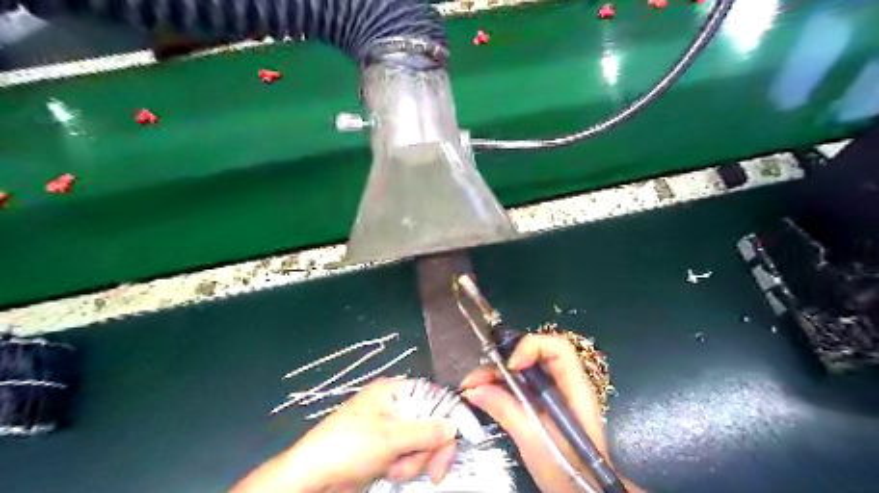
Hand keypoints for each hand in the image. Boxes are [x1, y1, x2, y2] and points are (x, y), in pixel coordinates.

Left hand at [229, 379, 457, 489]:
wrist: (312, 478)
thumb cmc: (348, 446)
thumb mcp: (390, 438)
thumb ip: (426, 432)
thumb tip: (454, 426)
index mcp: (394, 391)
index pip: (433, 396)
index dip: (449, 415)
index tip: (460, 437)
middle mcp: (395, 406)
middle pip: (431, 423)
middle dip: (429, 448)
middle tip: (434, 470)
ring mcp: (391, 429)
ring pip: (422, 444)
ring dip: (414, 461)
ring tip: (393, 468)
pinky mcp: (386, 449)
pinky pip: (409, 456)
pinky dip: (405, 468)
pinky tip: (389, 472)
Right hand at [462, 334, 619, 491]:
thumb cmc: (568, 469)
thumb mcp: (534, 440)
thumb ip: (506, 411)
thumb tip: (473, 390)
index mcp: (574, 387)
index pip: (556, 348)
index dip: (531, 347)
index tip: (509, 367)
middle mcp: (564, 383)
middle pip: (533, 355)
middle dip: (503, 361)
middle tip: (476, 377)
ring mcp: (552, 393)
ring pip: (521, 370)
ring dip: (495, 375)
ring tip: (471, 387)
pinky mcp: (540, 404)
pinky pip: (518, 386)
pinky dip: (499, 388)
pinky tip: (481, 395)